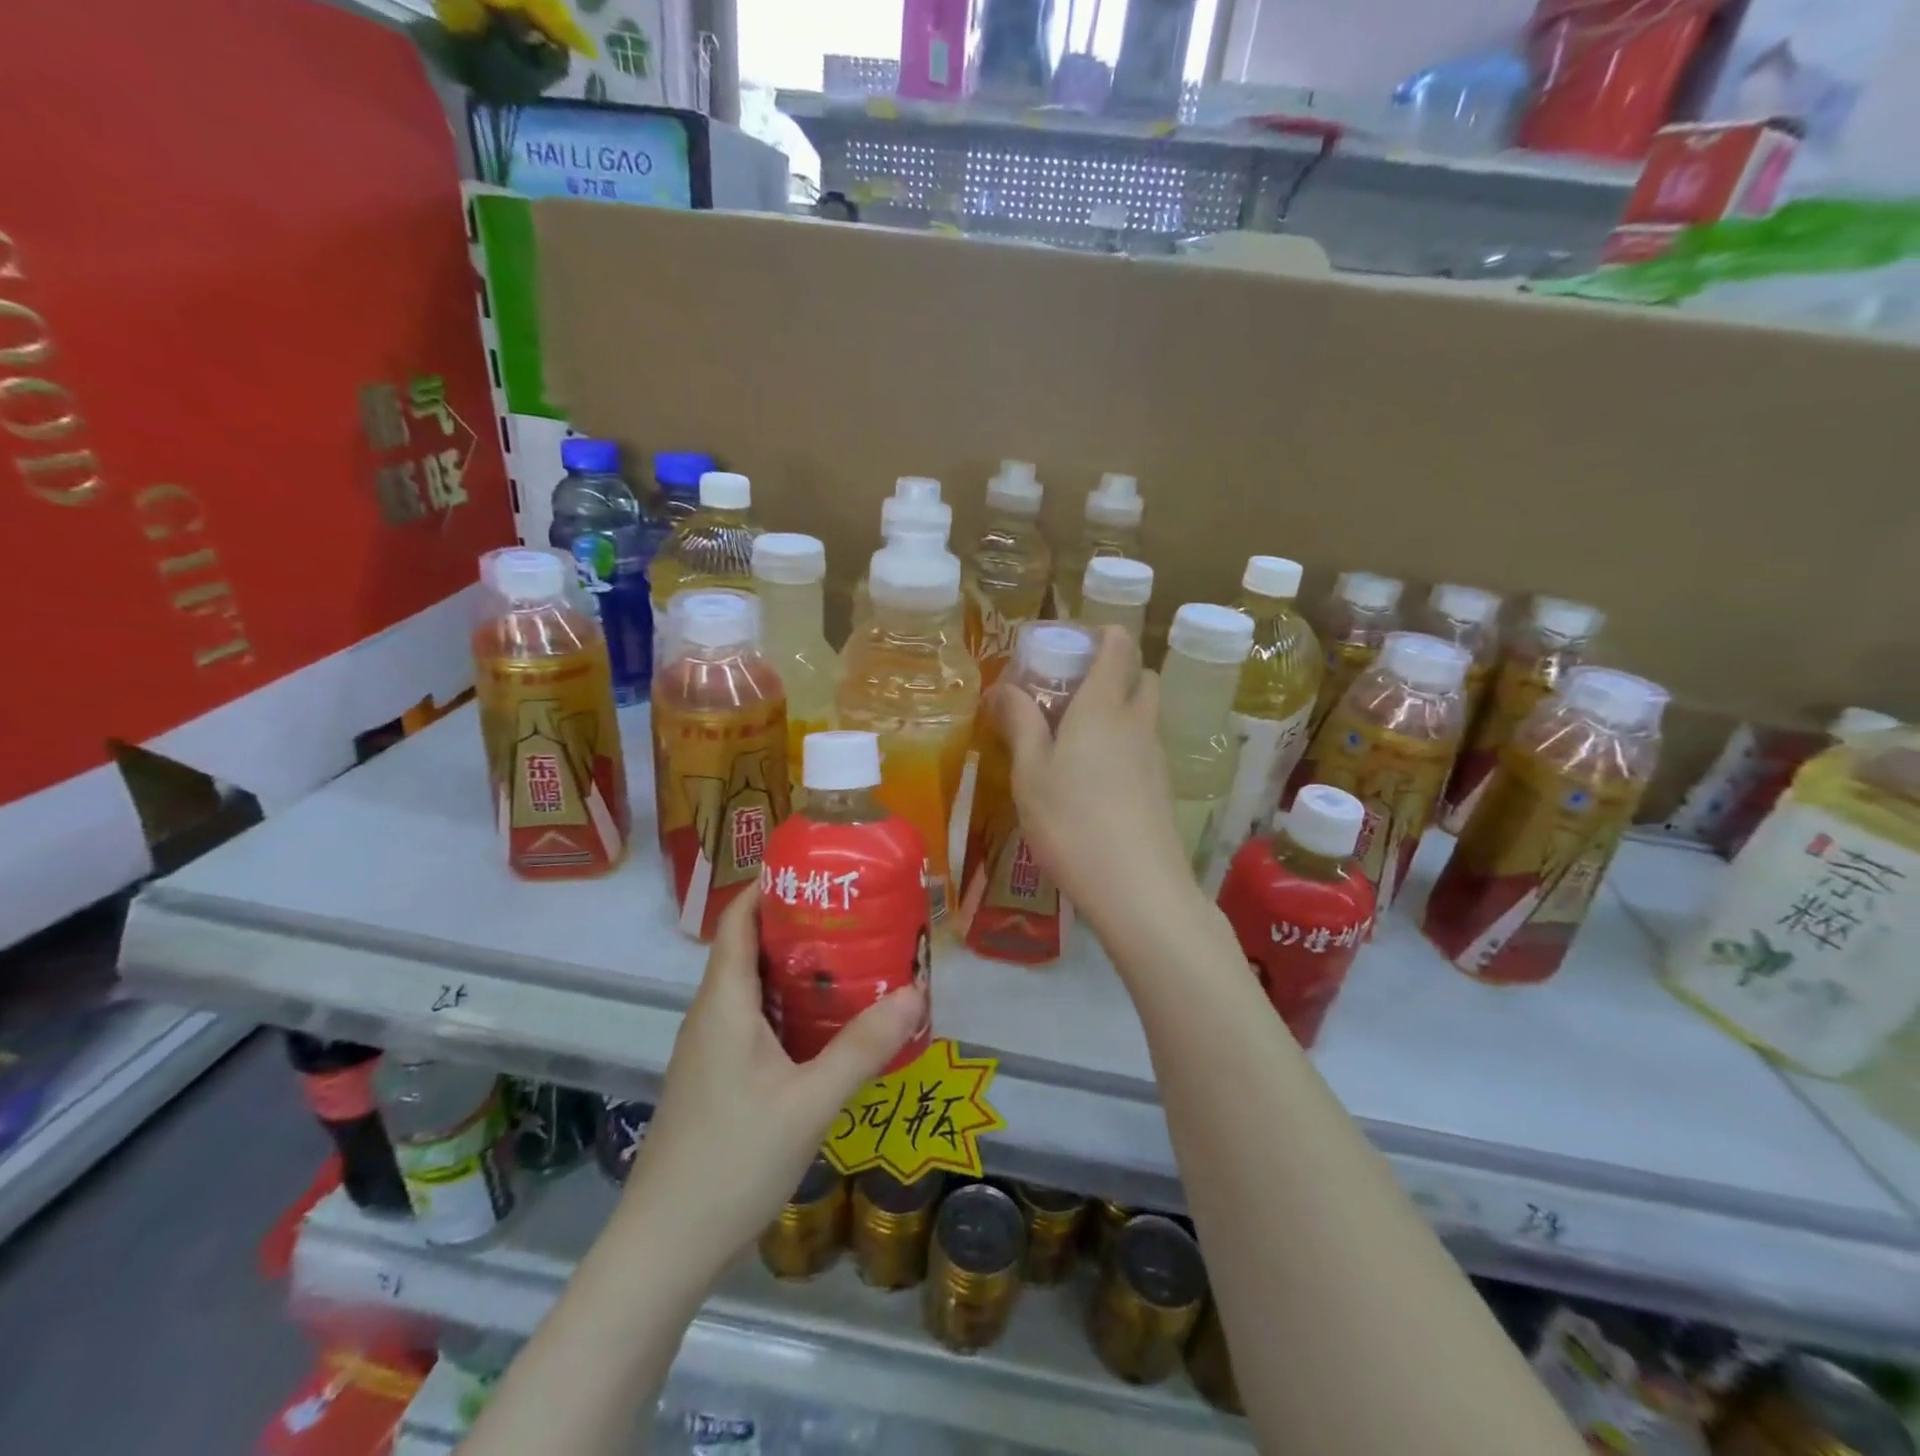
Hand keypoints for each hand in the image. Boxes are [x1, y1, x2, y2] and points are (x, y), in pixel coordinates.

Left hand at [620, 887, 924, 1276]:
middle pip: (750, 948)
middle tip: (856, 917)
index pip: (738, 919)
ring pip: (753, 988)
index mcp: (724, 1002)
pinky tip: (826, 1028)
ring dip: (797, 970)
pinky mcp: (715, 1079)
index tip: (818, 872)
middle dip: (799, 926)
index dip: (770, 886)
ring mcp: (709, 1050)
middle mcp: (711, 1015)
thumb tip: (915, 993)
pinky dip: (788, 1009)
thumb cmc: (732, 1161)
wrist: (663, 1249)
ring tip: (853, 963)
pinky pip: (753, 1022)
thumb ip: (862, 1047)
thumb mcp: (809, 1102)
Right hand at [990, 626, 1193, 936]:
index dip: (1099, 634)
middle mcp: (1137, 721)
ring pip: (1144, 713)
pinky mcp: (1162, 788)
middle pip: (1140, 675)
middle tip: (1070, 691)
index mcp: (1103, 705)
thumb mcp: (1030, 772)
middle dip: (1113, 670)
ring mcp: (1156, 756)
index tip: (1068, 644)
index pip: (1118, 645)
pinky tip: (1093, 778)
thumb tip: (1002, 687)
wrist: (1138, 888)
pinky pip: (1144, 746)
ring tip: (1074, 738)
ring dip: (1118, 709)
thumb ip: (1019, 723)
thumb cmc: (1072, 821)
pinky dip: (1124, 743)